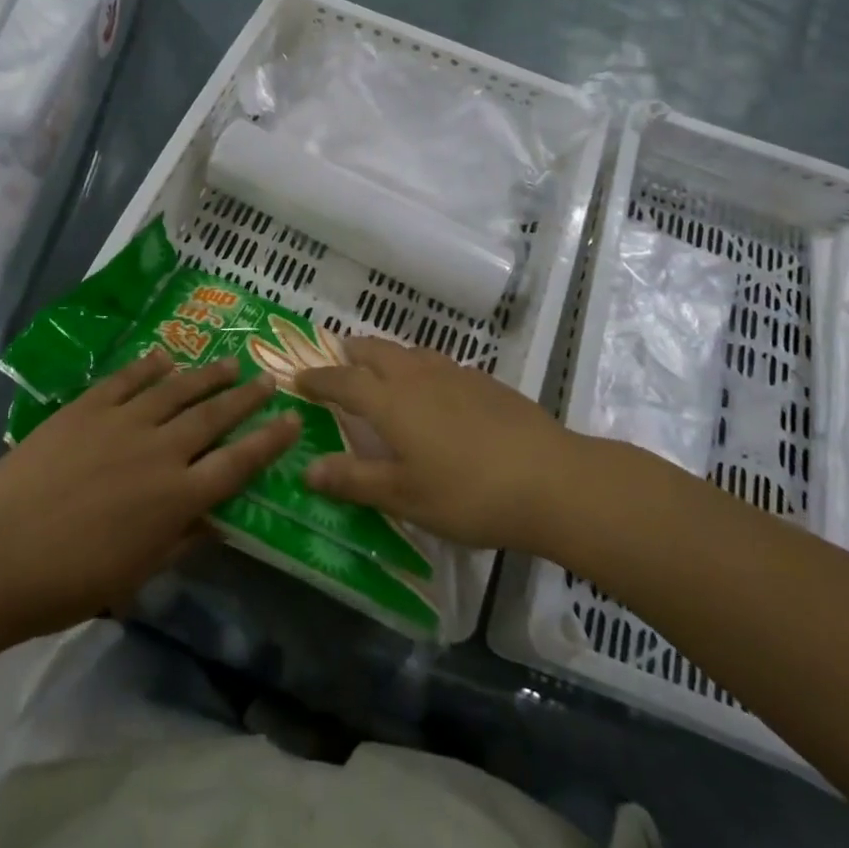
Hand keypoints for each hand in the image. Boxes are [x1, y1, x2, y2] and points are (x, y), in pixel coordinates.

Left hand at [0, 351, 297, 642]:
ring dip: (208, 375)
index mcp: (176, 498)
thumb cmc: (67, 582)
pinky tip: (166, 355)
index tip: (292, 420)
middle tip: (268, 379)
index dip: (269, 441)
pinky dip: (150, 365)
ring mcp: (122, 423)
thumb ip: (183, 540)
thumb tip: (219, 519)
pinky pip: (128, 379)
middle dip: (246, 397)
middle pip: (214, 416)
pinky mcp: (87, 408)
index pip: (238, 463)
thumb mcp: (136, 574)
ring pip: (177, 389)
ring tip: (230, 362)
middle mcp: (159, 451)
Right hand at [295, 337, 570, 549]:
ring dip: (387, 355)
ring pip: (410, 351)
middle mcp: (418, 377)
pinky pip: (439, 363)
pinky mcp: (485, 381)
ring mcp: (455, 374)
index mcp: (391, 402)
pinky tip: (434, 389)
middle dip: (352, 352)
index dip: (319, 379)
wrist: (549, 478)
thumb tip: (306, 468)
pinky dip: (420, 366)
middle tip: (338, 358)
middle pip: (376, 351)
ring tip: (382, 367)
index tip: (299, 378)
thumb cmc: (467, 493)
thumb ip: (354, 480)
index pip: (343, 381)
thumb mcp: (404, 496)